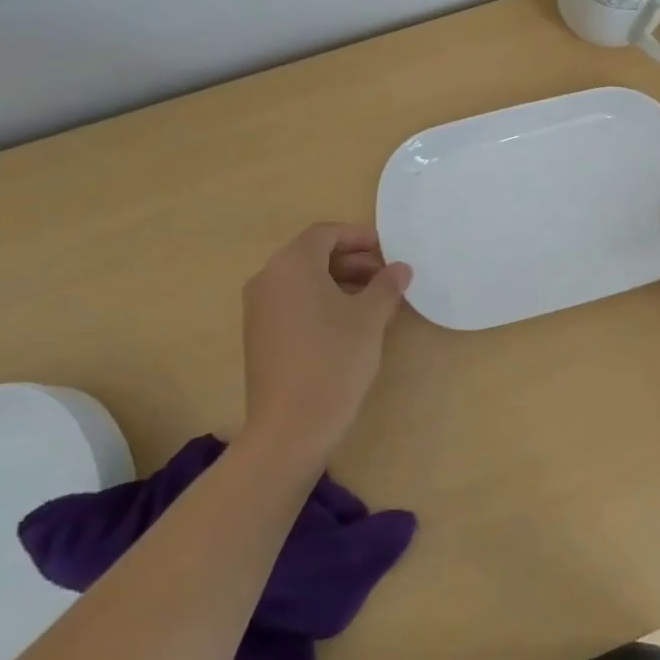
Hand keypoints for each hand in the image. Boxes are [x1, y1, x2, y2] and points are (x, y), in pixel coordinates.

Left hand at [241, 224, 411, 465]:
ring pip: (304, 282)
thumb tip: (400, 269)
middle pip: (313, 255)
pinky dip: (322, 303)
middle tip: (387, 277)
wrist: (291, 426)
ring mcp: (259, 309)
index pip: (325, 233)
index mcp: (291, 265)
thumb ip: (386, 286)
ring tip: (376, 302)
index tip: (389, 251)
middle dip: (353, 261)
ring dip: (340, 283)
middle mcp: (268, 279)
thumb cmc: (334, 359)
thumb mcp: (369, 318)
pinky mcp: (260, 336)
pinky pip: (294, 304)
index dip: (359, 237)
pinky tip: (351, 325)